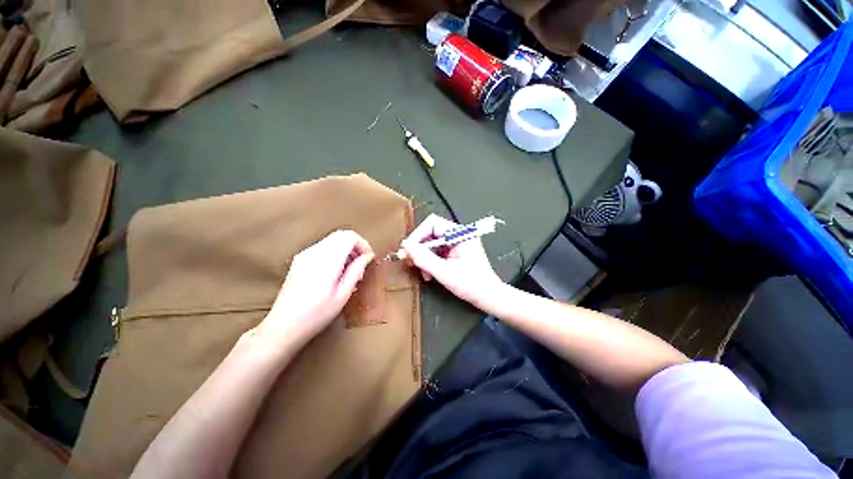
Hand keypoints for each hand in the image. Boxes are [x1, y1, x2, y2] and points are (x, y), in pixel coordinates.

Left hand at [257, 230, 374, 344]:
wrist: (283, 326)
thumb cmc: (317, 314)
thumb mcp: (343, 294)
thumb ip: (356, 271)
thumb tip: (367, 256)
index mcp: (327, 260)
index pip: (349, 236)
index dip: (362, 244)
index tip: (368, 259)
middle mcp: (315, 252)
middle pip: (340, 235)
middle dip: (355, 246)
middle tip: (360, 264)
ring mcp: (305, 255)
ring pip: (332, 240)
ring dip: (345, 249)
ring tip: (349, 271)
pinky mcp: (299, 261)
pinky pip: (322, 248)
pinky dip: (334, 253)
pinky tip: (335, 272)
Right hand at [401, 214, 504, 306]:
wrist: (489, 297)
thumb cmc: (471, 285)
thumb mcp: (444, 272)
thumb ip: (423, 258)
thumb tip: (405, 246)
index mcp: (461, 233)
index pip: (432, 223)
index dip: (417, 235)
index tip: (408, 251)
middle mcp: (459, 234)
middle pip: (431, 233)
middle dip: (419, 248)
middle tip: (410, 262)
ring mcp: (458, 242)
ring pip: (432, 243)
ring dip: (424, 257)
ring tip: (422, 272)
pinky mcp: (456, 251)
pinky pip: (438, 251)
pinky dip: (431, 261)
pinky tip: (429, 273)